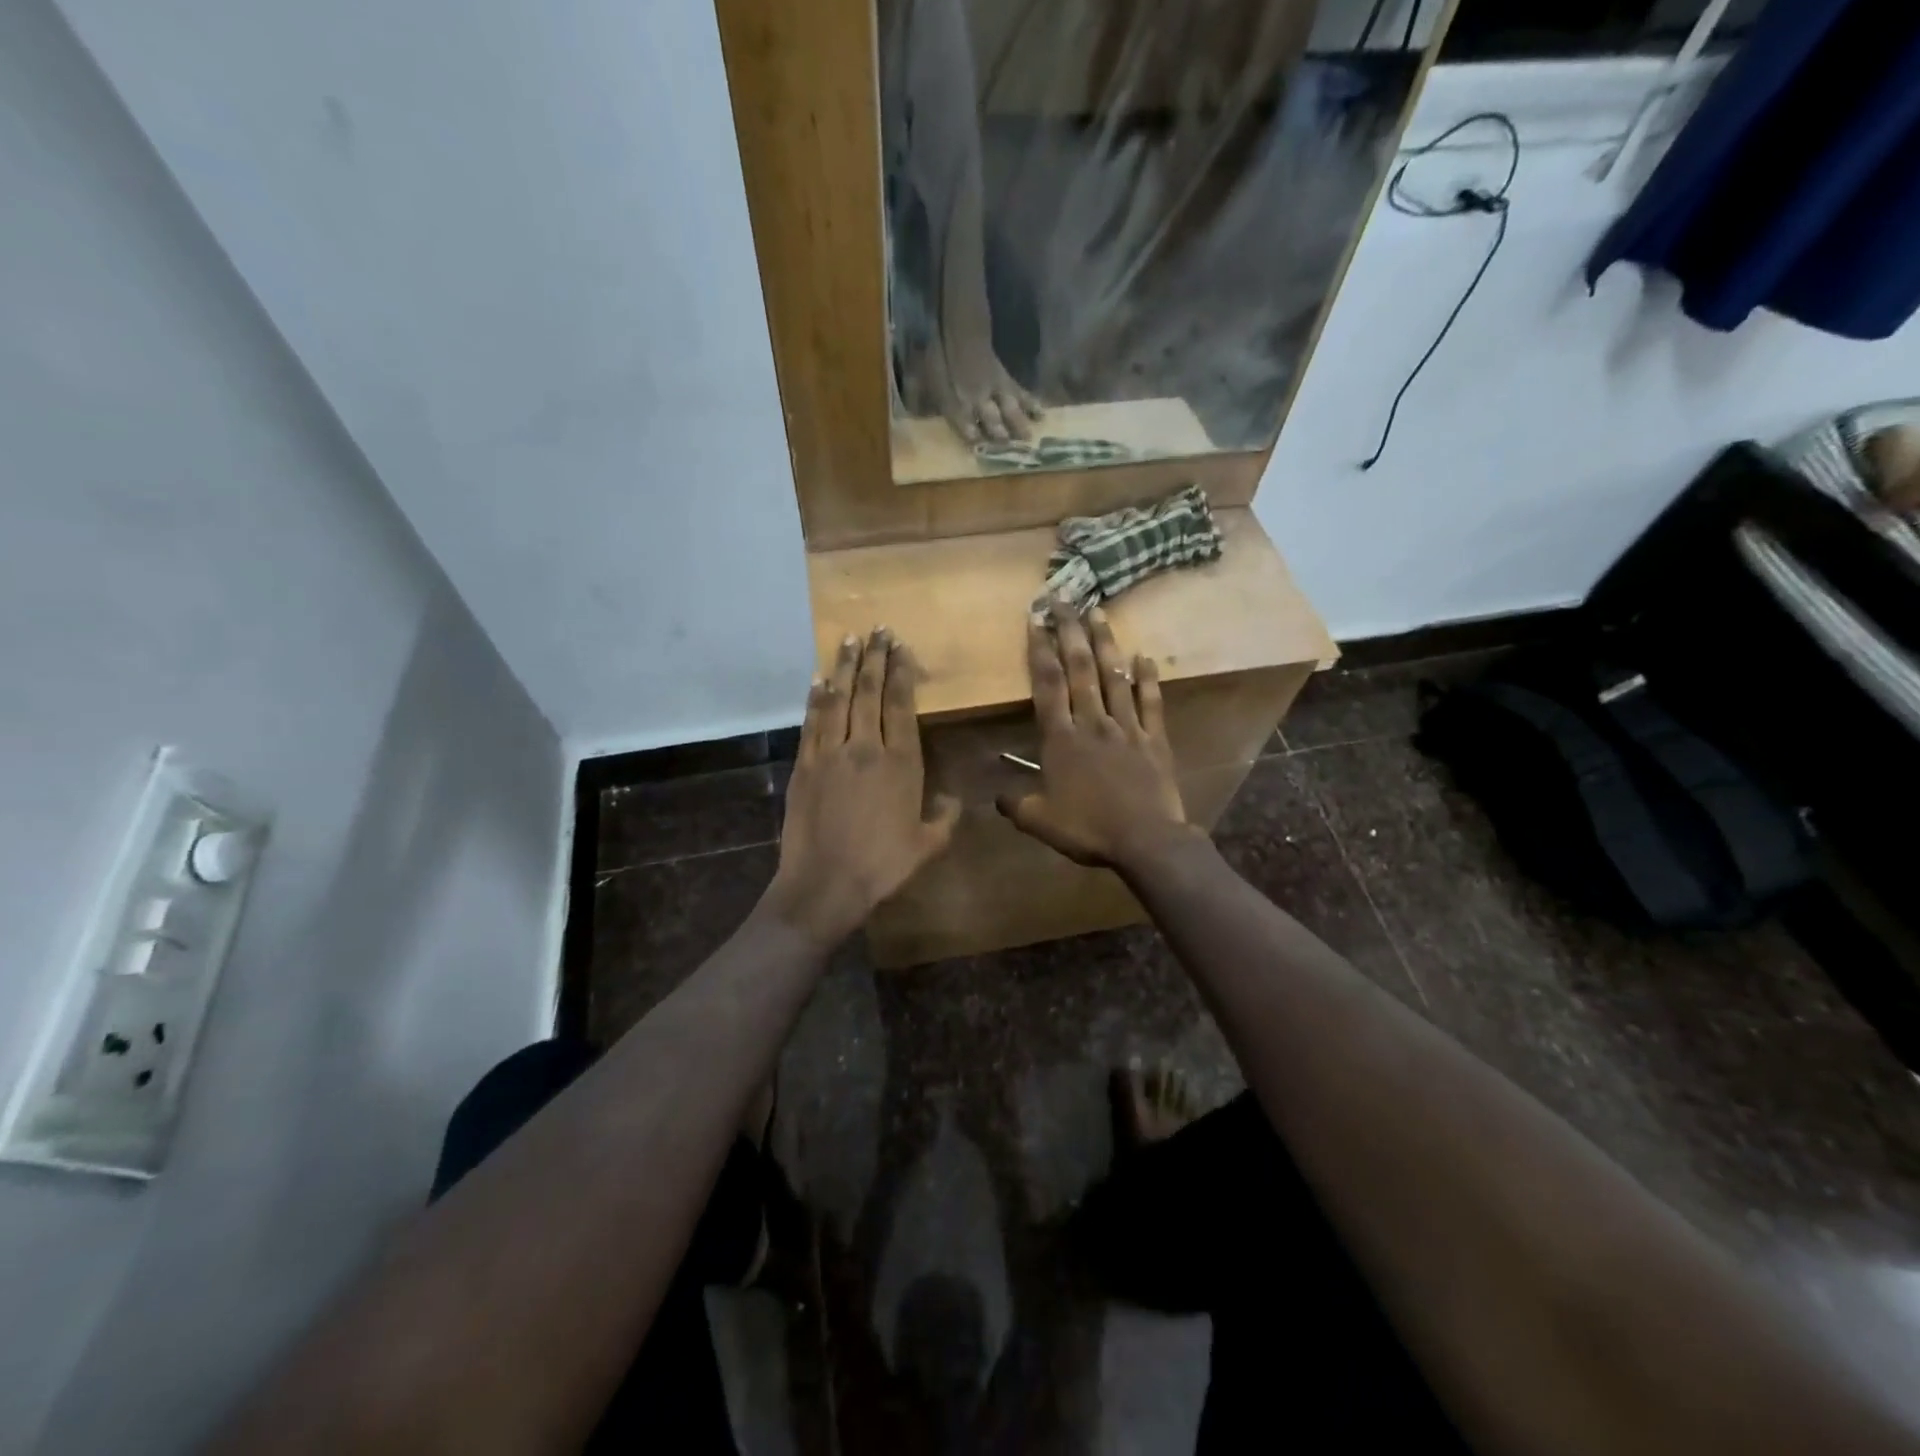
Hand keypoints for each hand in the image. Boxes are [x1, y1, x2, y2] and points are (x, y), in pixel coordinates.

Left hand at [763, 629, 961, 948]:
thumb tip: (953, 797)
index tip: (900, 647)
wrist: (825, 884)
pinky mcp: (804, 766)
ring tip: (849, 640)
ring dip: (844, 668)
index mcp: (900, 763)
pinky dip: (816, 698)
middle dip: (874, 658)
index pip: (899, 705)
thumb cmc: (882, 866)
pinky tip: (819, 680)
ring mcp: (829, 754)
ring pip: (838, 700)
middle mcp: (865, 748)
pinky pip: (812, 722)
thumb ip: (945, 816)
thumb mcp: (928, 845)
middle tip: (877, 629)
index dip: (900, 673)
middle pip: (869, 693)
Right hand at [996, 600, 1194, 869]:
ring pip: (1114, 676)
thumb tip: (996, 796)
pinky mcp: (1154, 739)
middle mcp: (1092, 723)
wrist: (1146, 841)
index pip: (1047, 685)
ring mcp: (1126, 727)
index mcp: (1061, 739)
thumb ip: (1015, 804)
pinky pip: (1151, 702)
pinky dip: (1148, 678)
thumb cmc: (1088, 829)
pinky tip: (1144, 656)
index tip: (1035, 620)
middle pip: (1081, 669)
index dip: (1039, 651)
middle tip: (1064, 600)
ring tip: (1098, 612)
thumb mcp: (1040, 822)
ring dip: (1105, 642)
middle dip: (1070, 632)